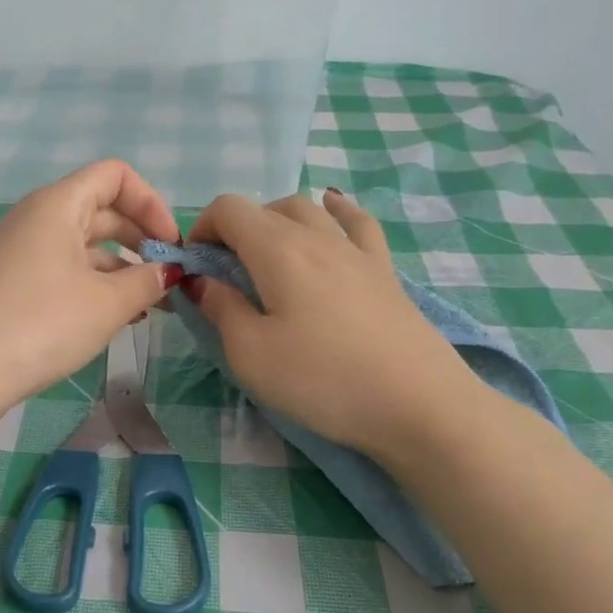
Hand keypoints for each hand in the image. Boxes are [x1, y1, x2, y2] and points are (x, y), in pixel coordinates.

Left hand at [0, 160, 182, 417]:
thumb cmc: (43, 324)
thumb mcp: (108, 303)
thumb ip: (147, 281)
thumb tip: (168, 272)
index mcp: (58, 204)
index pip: (115, 176)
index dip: (151, 203)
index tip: (170, 246)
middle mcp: (35, 217)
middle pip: (101, 209)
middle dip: (141, 239)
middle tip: (168, 279)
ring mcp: (19, 250)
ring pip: (83, 244)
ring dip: (120, 268)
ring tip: (148, 307)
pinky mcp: (10, 281)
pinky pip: (62, 268)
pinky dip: (93, 284)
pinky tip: (113, 318)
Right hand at [184, 189, 478, 457]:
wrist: (419, 405)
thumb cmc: (323, 381)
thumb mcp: (251, 355)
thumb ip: (221, 309)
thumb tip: (203, 281)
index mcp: (277, 250)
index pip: (228, 209)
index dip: (201, 228)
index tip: (193, 267)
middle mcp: (317, 236)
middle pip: (266, 207)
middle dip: (234, 230)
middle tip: (225, 273)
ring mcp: (356, 250)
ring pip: (309, 209)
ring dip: (276, 222)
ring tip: (267, 256)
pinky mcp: (385, 271)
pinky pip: (357, 222)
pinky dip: (336, 210)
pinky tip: (332, 209)